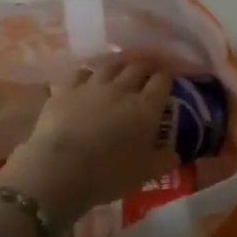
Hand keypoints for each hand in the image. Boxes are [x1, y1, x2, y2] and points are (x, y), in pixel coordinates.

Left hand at [0, 56, 176, 226]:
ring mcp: (92, 86)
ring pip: (110, 64)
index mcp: (146, 107)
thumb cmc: (109, 174)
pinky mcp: (66, 90)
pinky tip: (88, 78)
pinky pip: (81, 73)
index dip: (168, 77)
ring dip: (120, 63)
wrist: (61, 169)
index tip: (170, 79)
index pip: (162, 81)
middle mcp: (122, 88)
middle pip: (138, 66)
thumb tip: (175, 153)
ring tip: (122, 66)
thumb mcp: (145, 173)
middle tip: (149, 70)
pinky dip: (88, 73)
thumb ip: (164, 160)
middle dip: (146, 66)